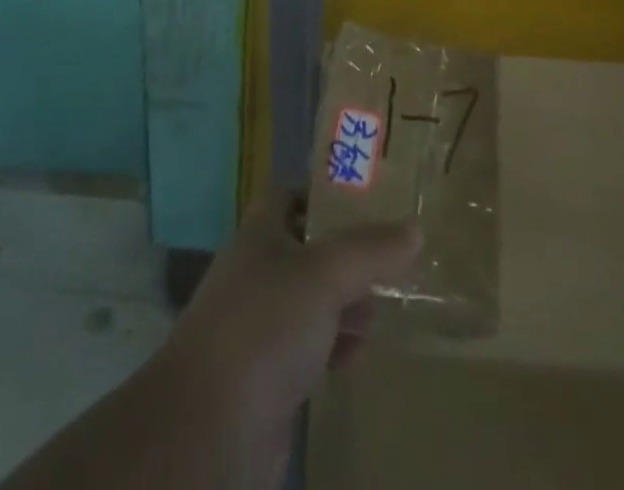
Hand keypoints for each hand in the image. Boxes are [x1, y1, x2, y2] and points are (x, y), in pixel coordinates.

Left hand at [160, 192, 421, 488]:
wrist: (207, 429)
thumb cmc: (263, 327)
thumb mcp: (323, 275)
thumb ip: (369, 250)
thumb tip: (415, 228)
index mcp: (260, 234)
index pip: (292, 196)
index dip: (325, 194)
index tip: (370, 199)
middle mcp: (258, 272)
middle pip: (308, 248)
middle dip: (348, 252)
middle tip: (394, 255)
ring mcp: (261, 326)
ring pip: (312, 301)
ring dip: (346, 300)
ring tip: (389, 300)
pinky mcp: (269, 376)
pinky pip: (310, 347)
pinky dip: (336, 344)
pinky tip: (362, 348)